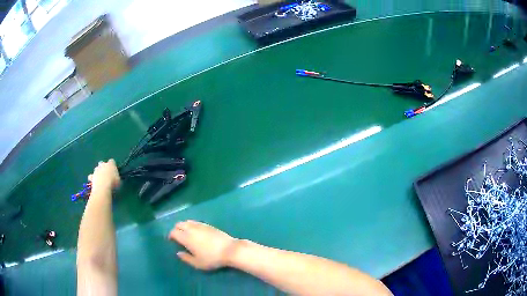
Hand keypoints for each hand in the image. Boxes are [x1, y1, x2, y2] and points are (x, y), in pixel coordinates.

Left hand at [88, 159, 120, 191]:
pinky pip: (91, 176)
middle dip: (103, 167)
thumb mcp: (119, 181)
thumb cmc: (113, 183)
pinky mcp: (92, 176)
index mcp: (110, 164)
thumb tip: (116, 178)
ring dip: (98, 172)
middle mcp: (102, 165)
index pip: (112, 161)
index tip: (114, 170)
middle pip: (102, 163)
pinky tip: (94, 182)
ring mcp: (96, 170)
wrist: (102, 187)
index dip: (112, 165)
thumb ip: (117, 177)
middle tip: (106, 174)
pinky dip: (92, 178)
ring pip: (96, 169)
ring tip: (100, 179)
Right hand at [169, 220, 237, 269]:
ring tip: (186, 233)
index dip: (170, 235)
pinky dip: (192, 224)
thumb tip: (178, 253)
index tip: (171, 240)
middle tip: (177, 236)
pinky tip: (195, 231)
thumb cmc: (212, 258)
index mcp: (186, 238)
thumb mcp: (197, 263)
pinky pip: (196, 222)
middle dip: (176, 229)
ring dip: (184, 226)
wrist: (230, 250)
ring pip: (187, 221)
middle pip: (179, 224)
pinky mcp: (208, 225)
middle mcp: (191, 229)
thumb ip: (186, 258)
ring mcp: (200, 225)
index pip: (174, 232)